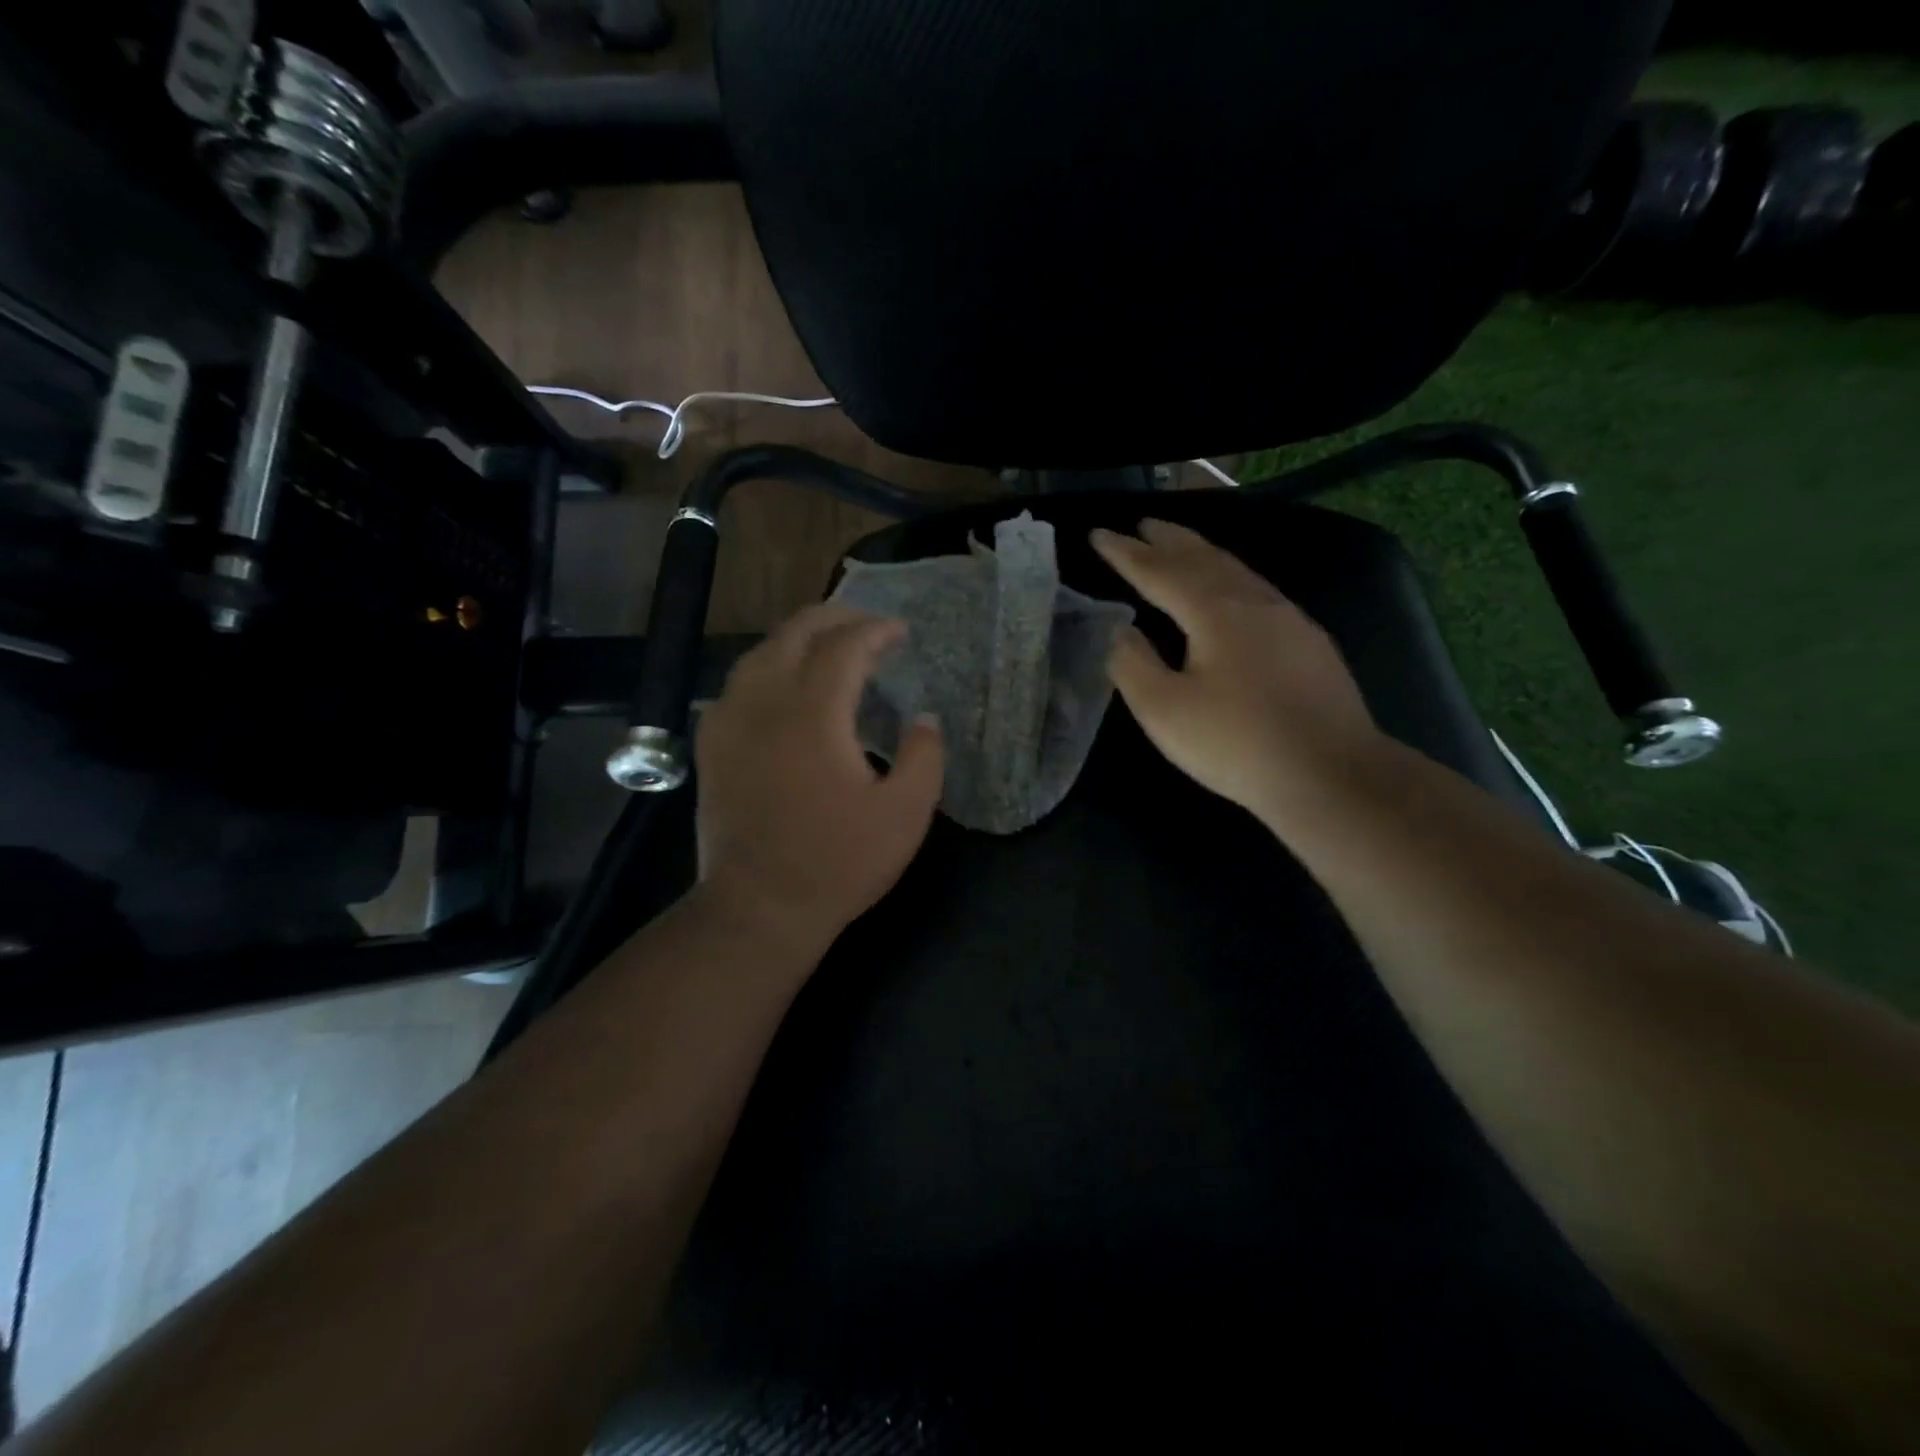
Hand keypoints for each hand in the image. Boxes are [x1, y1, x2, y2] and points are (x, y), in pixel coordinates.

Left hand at [694, 604, 944, 953]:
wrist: (759, 907)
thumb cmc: (838, 862)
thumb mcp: (905, 814)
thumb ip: (924, 757)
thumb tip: (924, 718)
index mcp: (814, 714)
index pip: (844, 646)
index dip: (876, 630)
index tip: (900, 631)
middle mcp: (765, 703)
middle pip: (794, 633)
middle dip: (834, 618)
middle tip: (867, 626)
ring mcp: (730, 723)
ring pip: (759, 653)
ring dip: (797, 639)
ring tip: (828, 647)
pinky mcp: (712, 747)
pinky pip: (736, 685)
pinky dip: (766, 668)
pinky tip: (781, 687)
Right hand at [1090, 519, 1383, 828]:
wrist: (1331, 774)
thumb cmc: (1236, 743)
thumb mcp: (1164, 711)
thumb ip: (1133, 665)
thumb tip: (1121, 631)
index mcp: (1214, 612)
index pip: (1159, 572)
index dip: (1126, 554)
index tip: (1098, 533)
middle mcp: (1254, 602)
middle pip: (1204, 558)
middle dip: (1169, 540)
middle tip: (1143, 524)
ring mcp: (1289, 619)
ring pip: (1237, 571)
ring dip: (1203, 554)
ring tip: (1181, 546)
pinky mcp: (1309, 643)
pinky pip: (1258, 591)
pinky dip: (1230, 578)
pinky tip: (1231, 592)